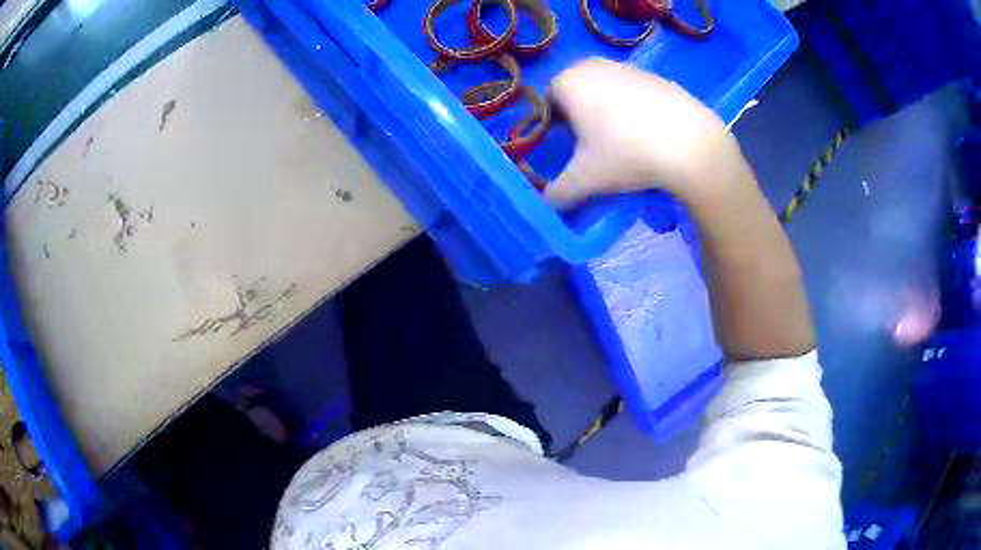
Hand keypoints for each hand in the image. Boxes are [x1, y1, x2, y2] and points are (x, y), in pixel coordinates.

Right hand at [545, 59, 740, 207]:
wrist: (691, 145)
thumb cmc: (628, 155)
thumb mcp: (586, 180)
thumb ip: (557, 193)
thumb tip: (545, 204)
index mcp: (568, 81)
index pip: (547, 104)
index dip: (556, 129)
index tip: (573, 150)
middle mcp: (592, 65)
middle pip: (576, 94)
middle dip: (580, 117)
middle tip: (597, 146)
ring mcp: (626, 67)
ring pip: (604, 90)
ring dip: (607, 111)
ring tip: (626, 141)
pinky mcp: (655, 75)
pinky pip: (632, 92)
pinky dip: (634, 108)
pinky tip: (650, 132)